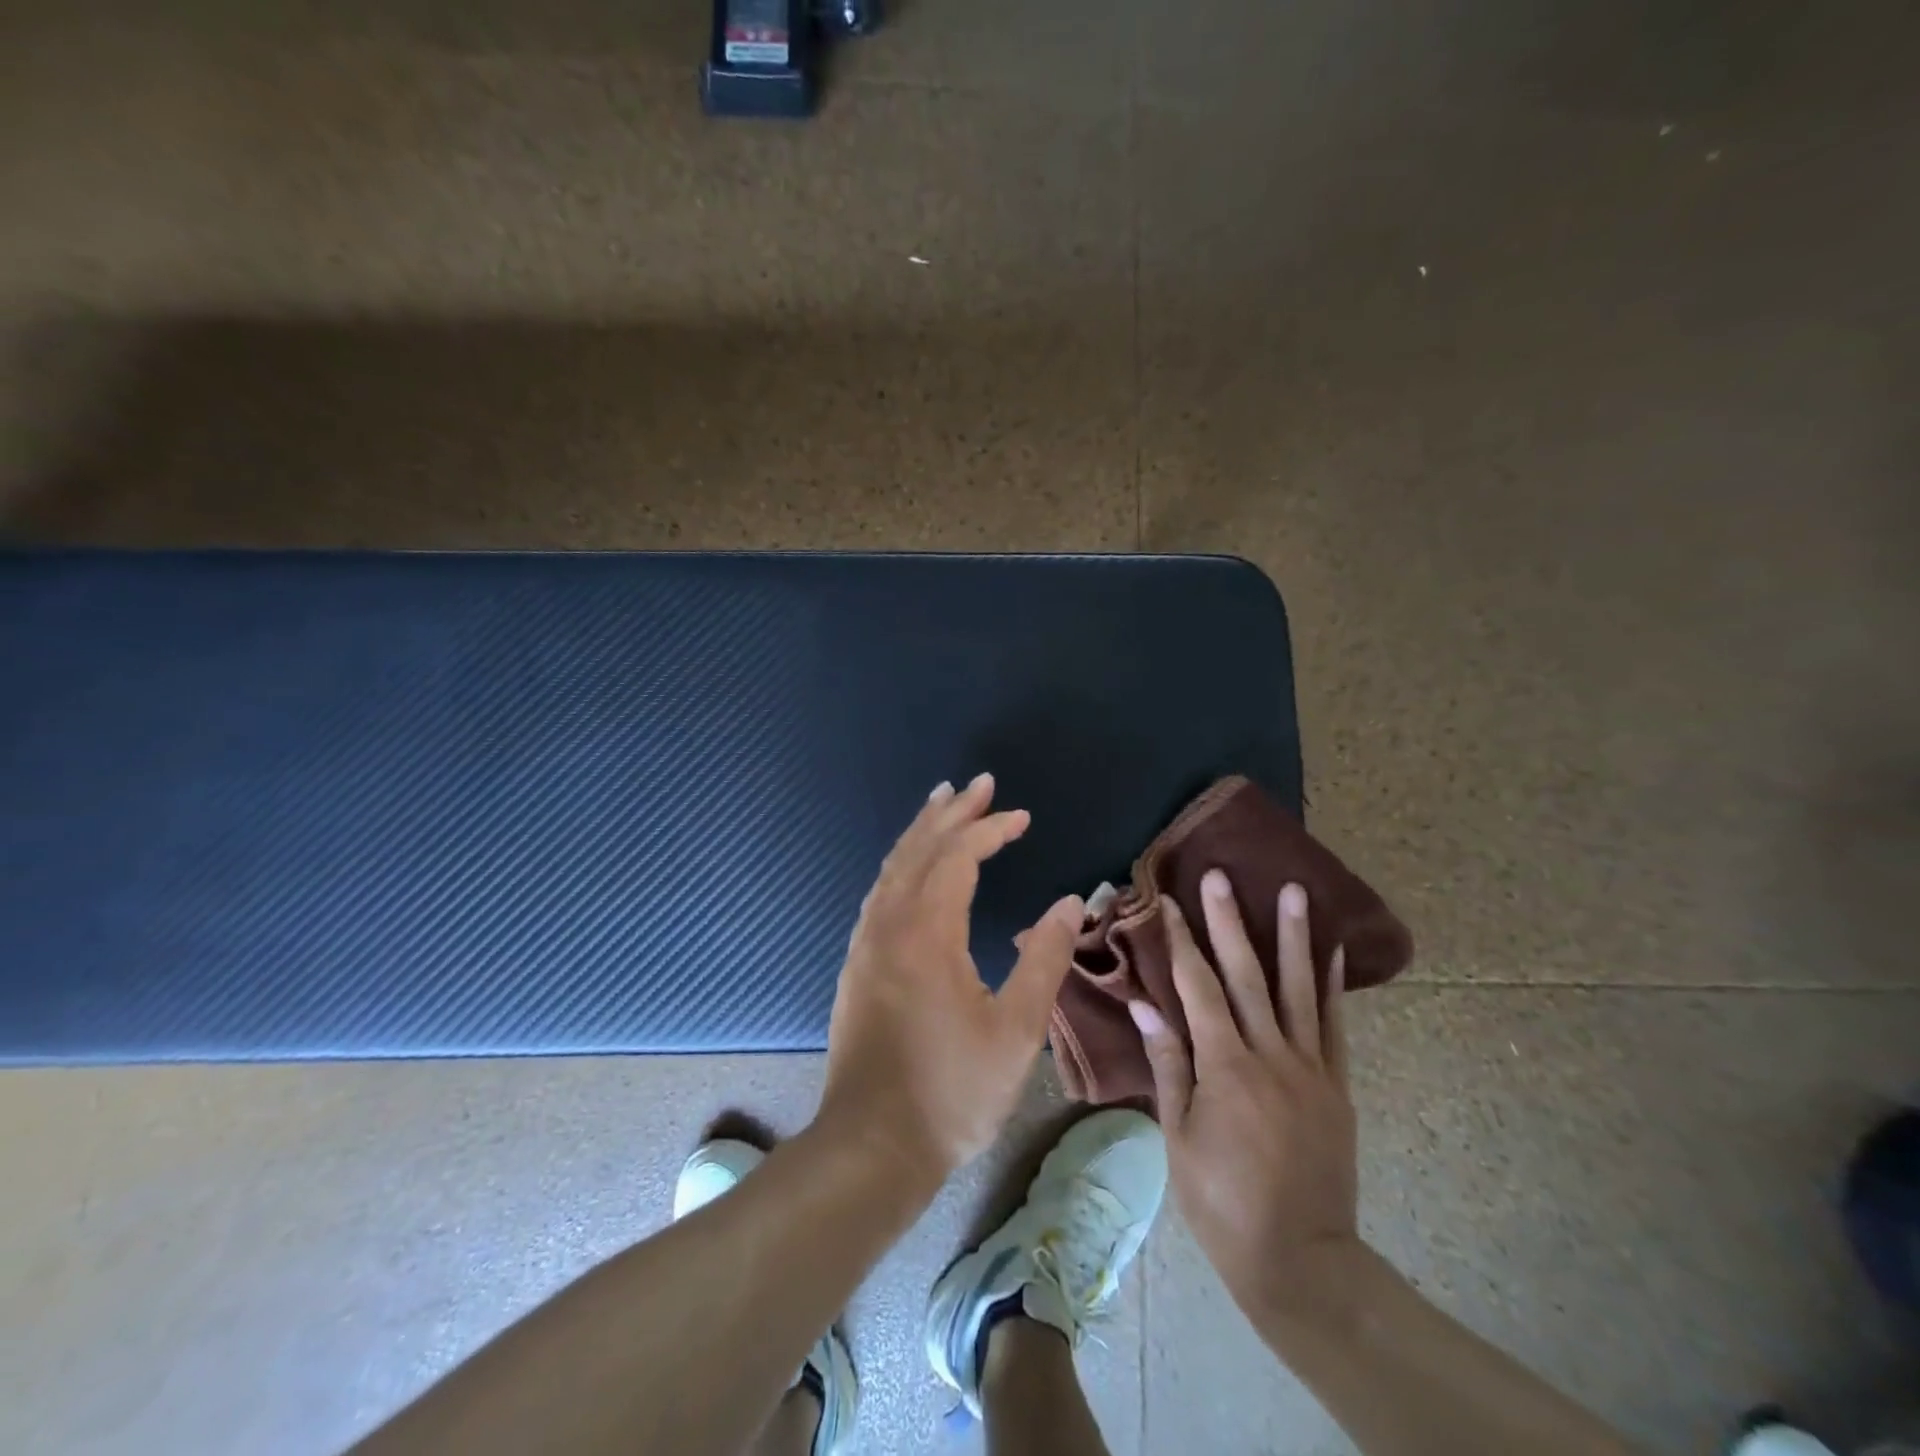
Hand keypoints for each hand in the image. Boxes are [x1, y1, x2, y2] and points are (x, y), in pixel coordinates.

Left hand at [818, 773, 1085, 1182]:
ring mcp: (866, 942)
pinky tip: (911, 866)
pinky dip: (901, 862)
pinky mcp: (857, 963)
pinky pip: (880, 891)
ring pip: (893, 866)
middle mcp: (889, 923)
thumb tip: (1071, 900)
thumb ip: (1045, 958)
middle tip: (978, 783)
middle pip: (919, 848)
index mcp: (927, 931)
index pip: (958, 856)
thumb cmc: (952, 1090)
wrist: (872, 1145)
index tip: (1021, 816)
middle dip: (951, 812)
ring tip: (942, 803)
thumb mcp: (1016, 1029)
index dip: (990, 829)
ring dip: (921, 831)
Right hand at [1131, 873, 1360, 1323]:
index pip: (1198, 988)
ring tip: (1292, 890)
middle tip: (1219, 876)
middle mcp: (1270, 1056)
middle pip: (1247, 975)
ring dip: (1292, 936)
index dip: (1181, 942)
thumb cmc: (1221, 1202)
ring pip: (1298, 988)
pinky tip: (1331, 951)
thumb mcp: (1179, 1136)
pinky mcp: (1335, 1086)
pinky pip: (1334, 1026)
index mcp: (1225, 1067)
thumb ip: (1167, 1064)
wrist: (1301, 1261)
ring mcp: (1309, 1068)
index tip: (1167, 901)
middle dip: (1228, 921)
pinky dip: (1331, 985)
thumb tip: (1145, 1005)